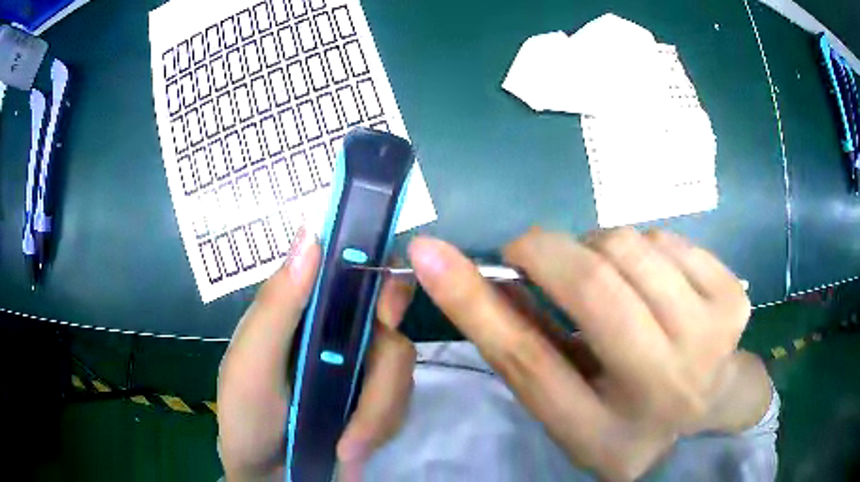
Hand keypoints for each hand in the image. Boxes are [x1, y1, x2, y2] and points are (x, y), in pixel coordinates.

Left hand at [217, 230, 415, 481]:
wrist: (270, 474)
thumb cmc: (247, 416)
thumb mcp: (251, 363)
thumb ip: (277, 305)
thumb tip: (312, 233)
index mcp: (303, 309)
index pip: (353, 269)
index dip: (380, 275)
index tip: (387, 311)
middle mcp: (337, 329)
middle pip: (392, 322)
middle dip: (386, 370)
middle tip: (369, 406)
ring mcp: (361, 365)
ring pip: (401, 367)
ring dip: (379, 412)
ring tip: (348, 446)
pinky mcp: (377, 399)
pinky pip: (402, 401)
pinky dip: (382, 426)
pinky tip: (355, 446)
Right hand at [408, 228, 752, 480]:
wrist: (709, 403)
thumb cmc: (629, 412)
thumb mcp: (565, 402)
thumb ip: (519, 344)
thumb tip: (460, 272)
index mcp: (609, 430)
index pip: (530, 360)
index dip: (474, 300)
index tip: (427, 251)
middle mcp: (669, 385)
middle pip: (593, 282)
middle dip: (545, 250)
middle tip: (535, 256)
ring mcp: (713, 334)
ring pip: (629, 245)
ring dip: (598, 252)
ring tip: (608, 285)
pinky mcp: (734, 295)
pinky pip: (664, 237)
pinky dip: (640, 249)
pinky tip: (651, 285)